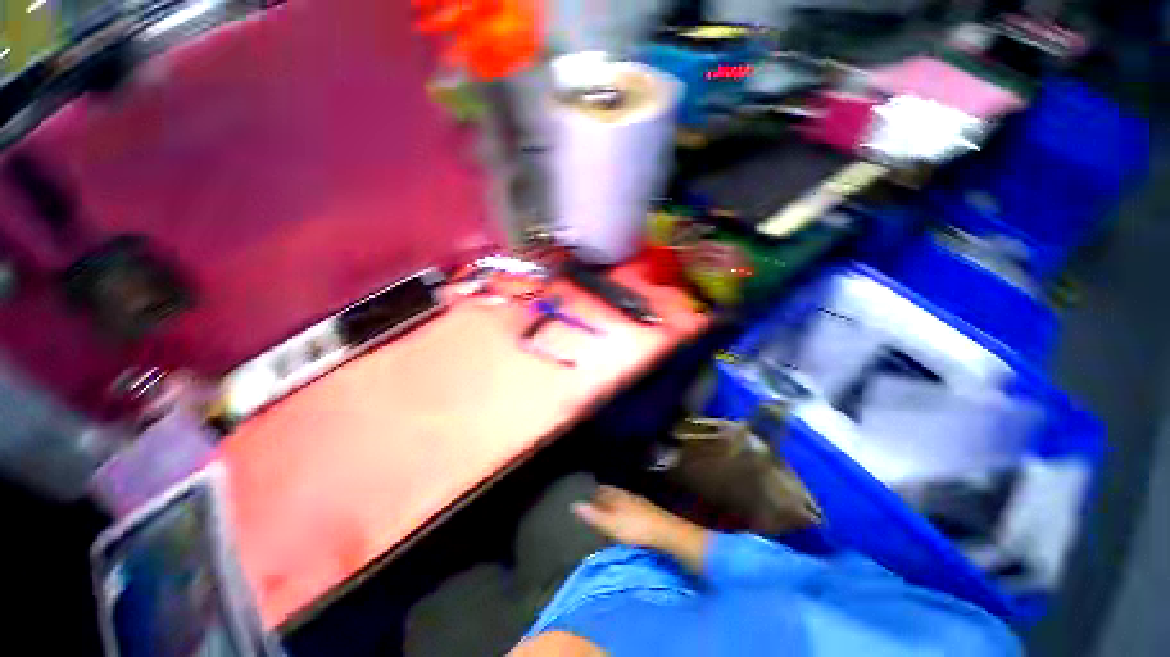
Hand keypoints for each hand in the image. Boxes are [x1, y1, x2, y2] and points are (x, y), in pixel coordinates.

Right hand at [572, 486, 709, 571]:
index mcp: (619, 496)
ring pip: (626, 503)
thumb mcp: (609, 524)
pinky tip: (627, 524)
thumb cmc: (635, 529)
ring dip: (617, 507)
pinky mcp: (654, 517)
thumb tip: (574, 504)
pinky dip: (628, 516)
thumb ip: (592, 515)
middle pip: (615, 495)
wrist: (668, 535)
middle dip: (605, 499)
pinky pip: (635, 512)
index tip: (585, 496)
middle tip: (594, 506)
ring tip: (608, 516)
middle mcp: (632, 497)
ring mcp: (644, 506)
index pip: (603, 489)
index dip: (593, 492)